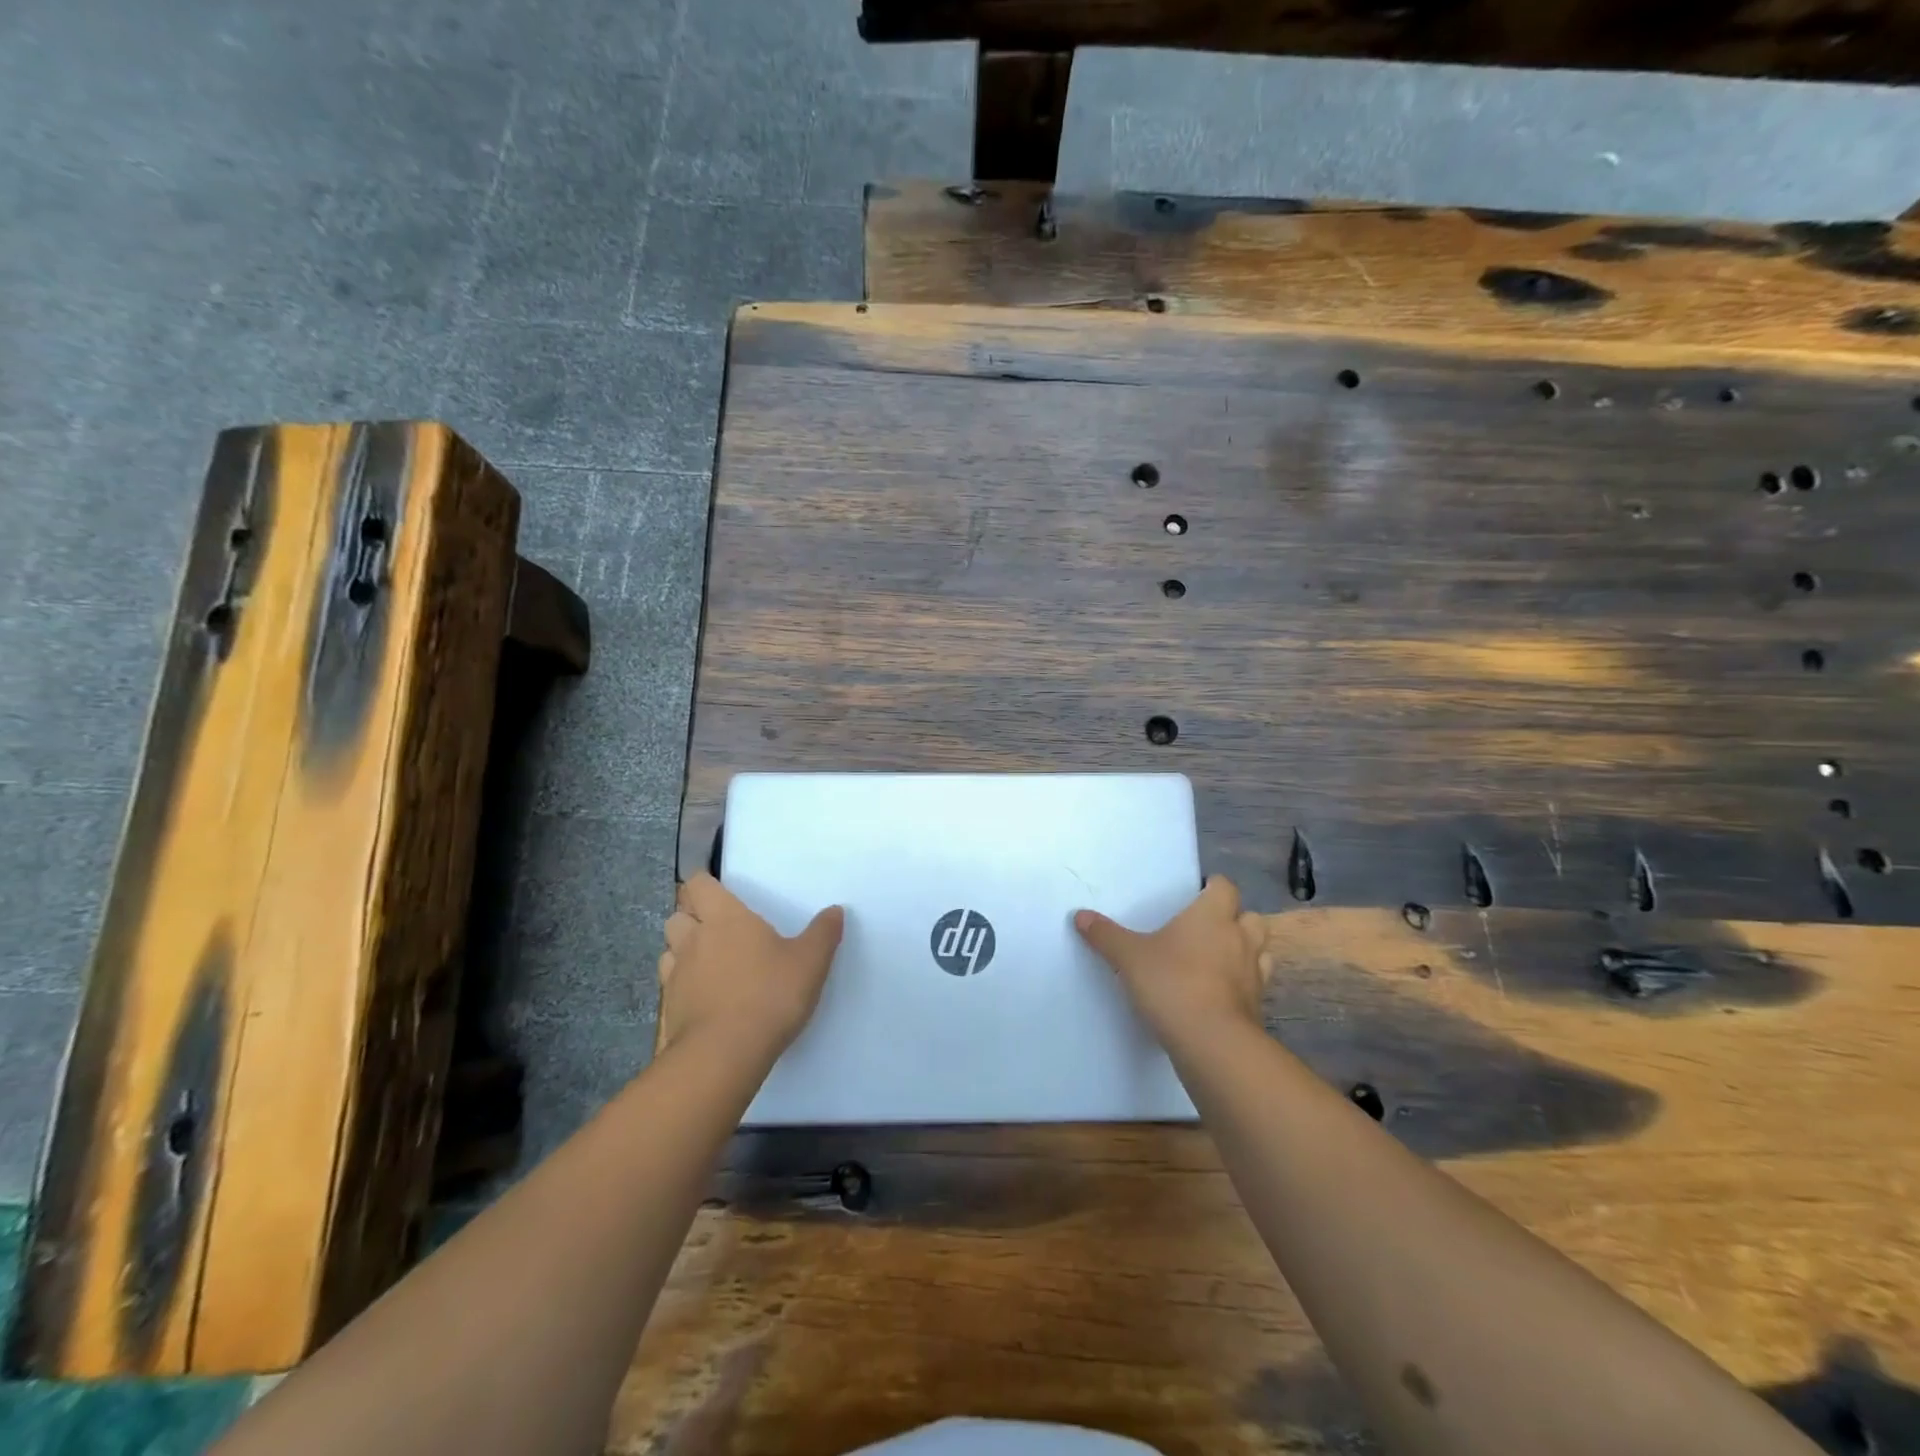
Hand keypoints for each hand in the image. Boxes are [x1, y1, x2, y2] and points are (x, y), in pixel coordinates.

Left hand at [657, 873, 844, 1061]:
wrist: (724, 1054)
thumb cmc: (769, 995)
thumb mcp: (810, 962)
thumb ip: (823, 933)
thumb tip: (835, 910)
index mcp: (725, 918)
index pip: (699, 885)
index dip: (704, 884)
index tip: (718, 890)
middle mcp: (694, 939)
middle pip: (677, 915)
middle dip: (691, 917)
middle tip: (716, 928)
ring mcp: (676, 975)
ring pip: (669, 950)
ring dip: (682, 950)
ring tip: (707, 962)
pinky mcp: (669, 1009)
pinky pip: (670, 986)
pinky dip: (682, 985)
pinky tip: (703, 997)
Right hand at [1074, 877, 1271, 1045]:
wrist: (1212, 1043)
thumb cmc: (1172, 984)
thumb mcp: (1129, 957)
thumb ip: (1105, 935)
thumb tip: (1080, 915)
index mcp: (1213, 916)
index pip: (1225, 886)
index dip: (1213, 887)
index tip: (1196, 894)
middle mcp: (1240, 938)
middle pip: (1250, 917)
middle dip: (1234, 919)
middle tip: (1206, 928)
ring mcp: (1254, 974)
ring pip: (1260, 951)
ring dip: (1244, 951)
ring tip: (1218, 960)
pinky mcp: (1257, 1007)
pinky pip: (1254, 986)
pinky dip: (1242, 985)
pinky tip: (1219, 994)